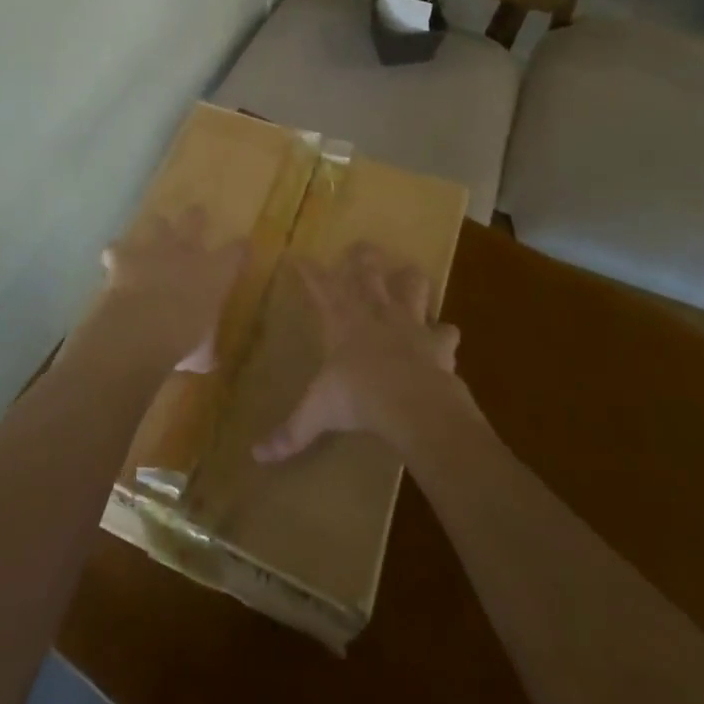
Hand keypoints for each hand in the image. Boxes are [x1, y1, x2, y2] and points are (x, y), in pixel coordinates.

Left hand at [81, 208, 247, 368]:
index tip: (240, 247)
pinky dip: (116, 255)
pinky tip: (113, 261)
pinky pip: (117, 248)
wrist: (141, 328)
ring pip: (157, 223)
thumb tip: (208, 359)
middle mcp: (187, 252)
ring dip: (154, 231)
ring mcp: (154, 249)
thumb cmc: (183, 341)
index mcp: (215, 272)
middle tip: (195, 219)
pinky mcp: (124, 257)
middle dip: (195, 218)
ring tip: (151, 239)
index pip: (236, 251)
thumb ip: (205, 350)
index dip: (239, 248)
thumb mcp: (202, 353)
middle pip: (194, 219)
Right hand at [255, 242, 462, 461]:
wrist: (412, 403)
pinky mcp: (438, 342)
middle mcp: (375, 313)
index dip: (309, 271)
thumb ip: (291, 432)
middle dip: (363, 258)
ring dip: (410, 280)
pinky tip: (446, 334)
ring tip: (409, 273)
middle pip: (368, 273)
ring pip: (411, 287)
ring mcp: (409, 323)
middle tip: (362, 247)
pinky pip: (445, 331)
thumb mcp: (318, 414)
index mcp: (342, 322)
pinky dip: (445, 333)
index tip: (299, 256)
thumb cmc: (358, 398)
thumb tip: (257, 456)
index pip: (320, 287)